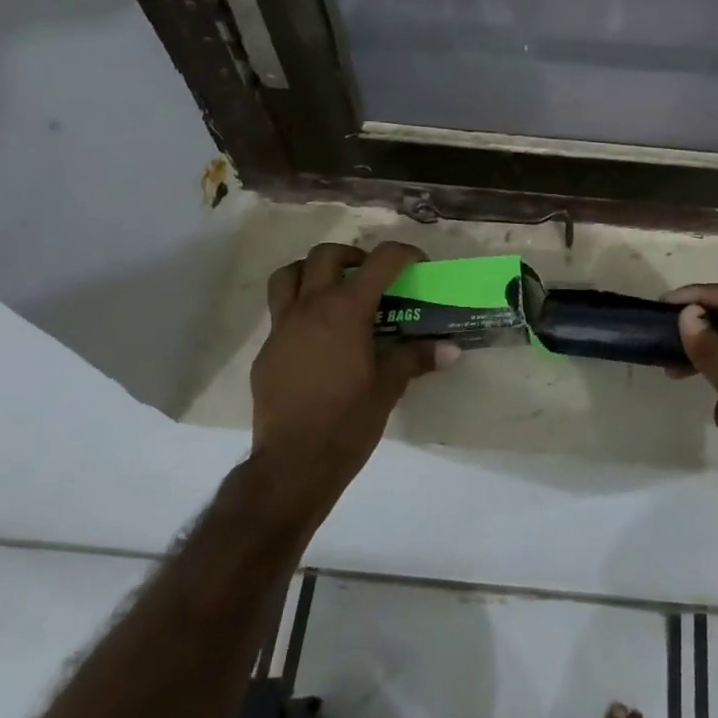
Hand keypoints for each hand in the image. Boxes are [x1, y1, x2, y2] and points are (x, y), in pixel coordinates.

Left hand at [250, 241, 455, 515]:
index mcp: (346, 310)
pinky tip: (316, 338)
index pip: (380, 261)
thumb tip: (451, 350)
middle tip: (370, 276)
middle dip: (352, 255)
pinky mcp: (266, 350)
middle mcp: (310, 307)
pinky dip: (299, 309)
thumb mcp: (389, 387)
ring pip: (288, 275)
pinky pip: (279, 313)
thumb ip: (416, 358)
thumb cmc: (348, 421)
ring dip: (312, 271)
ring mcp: (282, 327)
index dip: (403, 254)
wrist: (293, 462)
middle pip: (326, 255)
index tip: (416, 264)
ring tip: (332, 290)